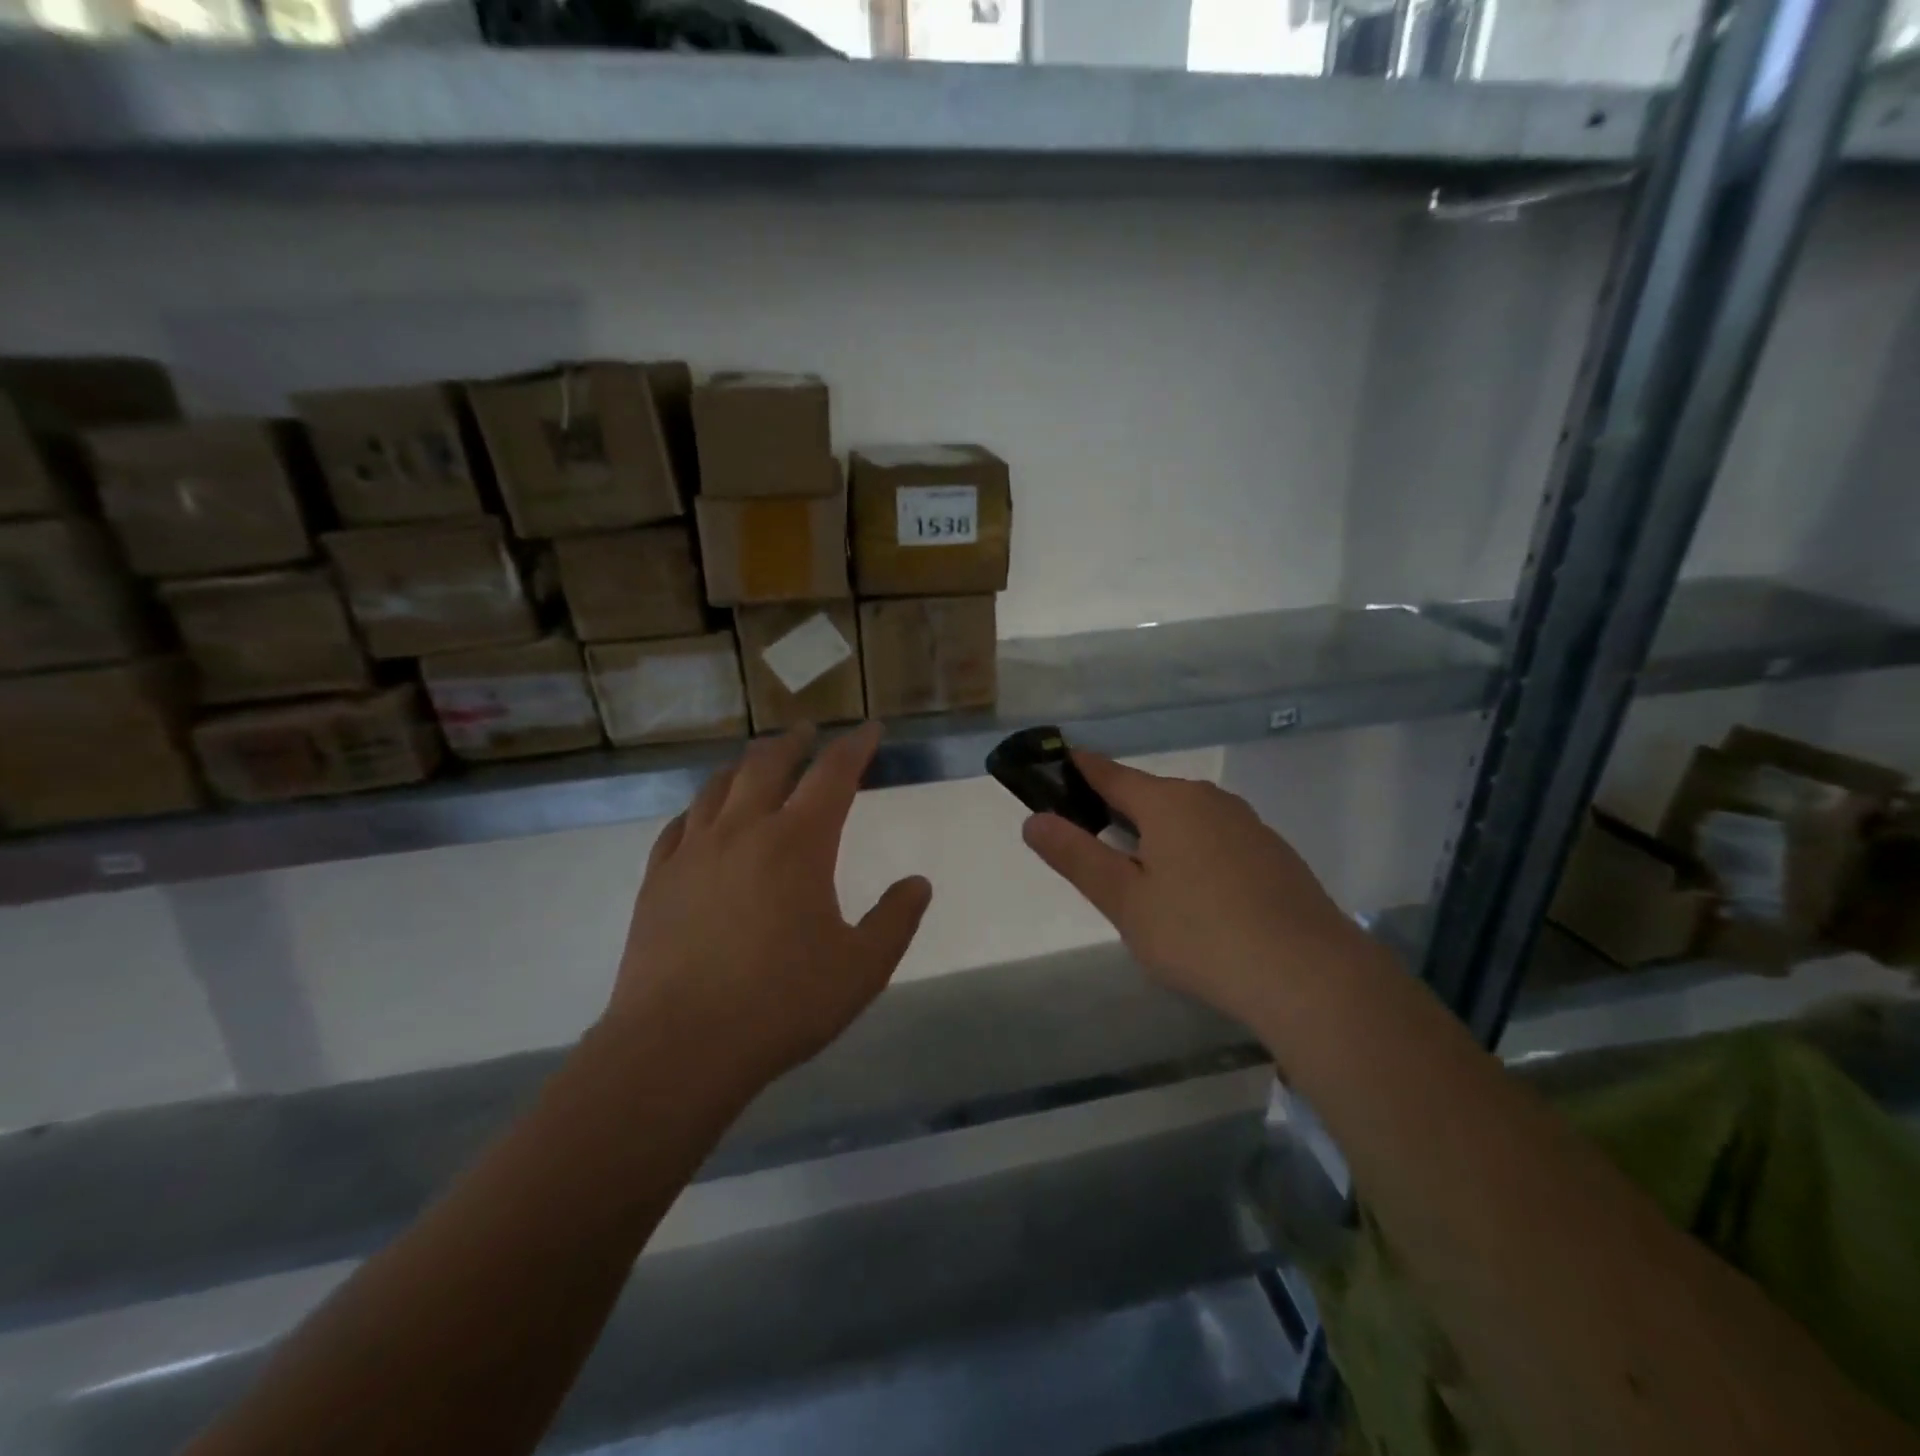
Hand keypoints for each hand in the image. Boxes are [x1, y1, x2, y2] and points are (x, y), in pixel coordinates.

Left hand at [606, 721, 931, 1093]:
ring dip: (743, 765)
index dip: (854, 746)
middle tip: (807, 730)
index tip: (868, 729)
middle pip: (768, 765)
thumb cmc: (781, 1003)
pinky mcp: (657, 881)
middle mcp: (743, 831)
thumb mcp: (862, 968)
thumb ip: (896, 919)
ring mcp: (693, 853)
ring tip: (755, 760)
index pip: (833, 774)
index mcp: (798, 843)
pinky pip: (678, 827)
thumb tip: (918, 883)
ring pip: (718, 787)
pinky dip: (698, 809)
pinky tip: (700, 816)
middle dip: (793, 742)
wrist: (679, 1047)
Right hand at [1022, 752, 1371, 1027]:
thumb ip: (1076, 856)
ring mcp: (1248, 825)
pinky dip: (1195, 855)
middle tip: (1096, 852)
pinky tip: (1199, 899)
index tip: (1058, 765)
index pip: (1110, 773)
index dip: (1080, 769)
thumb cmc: (1200, 934)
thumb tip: (1034, 819)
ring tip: (1146, 882)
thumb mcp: (1125, 900)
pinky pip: (1218, 841)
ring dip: (1159, 837)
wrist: (1309, 975)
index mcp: (1168, 802)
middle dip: (1119, 813)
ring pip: (1187, 820)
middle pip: (1150, 796)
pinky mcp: (1274, 854)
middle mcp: (1209, 800)